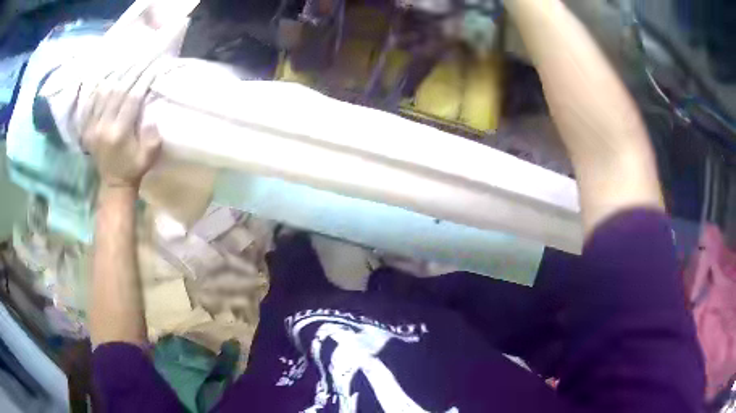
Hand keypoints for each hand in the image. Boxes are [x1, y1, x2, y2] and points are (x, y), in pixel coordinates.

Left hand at [82, 61, 163, 189]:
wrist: (113, 183)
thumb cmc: (133, 168)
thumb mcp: (148, 157)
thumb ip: (152, 137)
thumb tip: (151, 116)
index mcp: (118, 134)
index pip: (131, 98)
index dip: (143, 79)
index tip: (153, 65)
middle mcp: (102, 127)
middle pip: (117, 91)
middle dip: (132, 72)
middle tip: (143, 58)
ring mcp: (92, 127)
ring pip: (103, 92)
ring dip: (116, 75)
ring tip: (127, 62)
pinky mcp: (86, 128)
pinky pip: (90, 102)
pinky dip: (99, 87)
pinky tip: (107, 77)